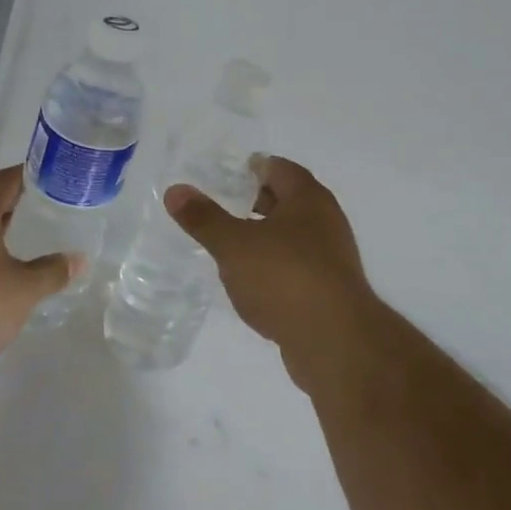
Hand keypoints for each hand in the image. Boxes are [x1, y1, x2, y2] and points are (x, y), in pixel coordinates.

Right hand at [165, 156, 378, 393]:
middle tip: (225, 204)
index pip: (280, 169)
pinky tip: (252, 281)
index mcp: (308, 198)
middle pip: (289, 201)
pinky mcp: (329, 292)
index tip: (229, 173)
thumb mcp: (234, 245)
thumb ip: (204, 218)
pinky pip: (297, 267)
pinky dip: (275, 266)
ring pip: (293, 236)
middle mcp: (326, 221)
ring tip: (233, 243)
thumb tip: (175, 190)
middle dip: (259, 200)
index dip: (255, 167)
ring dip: (267, 236)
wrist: (335, 342)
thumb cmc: (284, 277)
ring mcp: (331, 258)